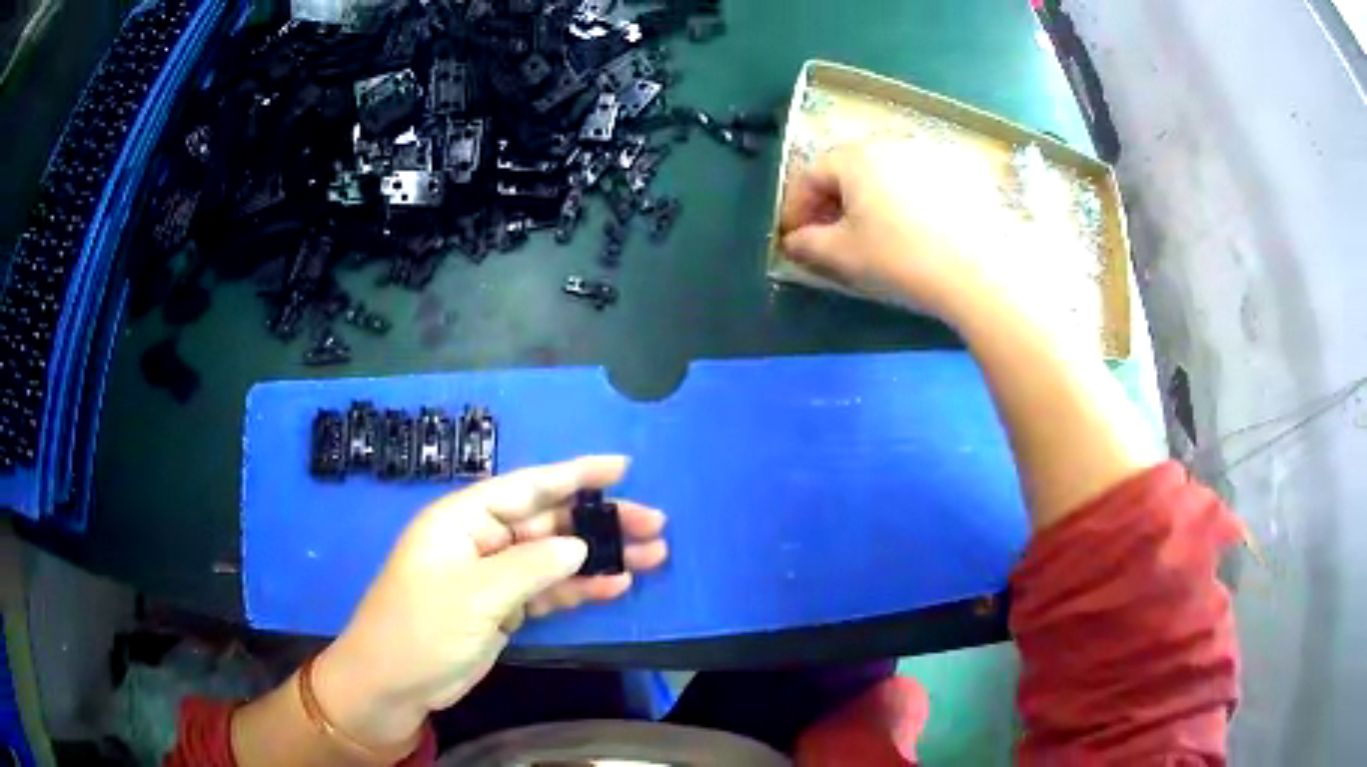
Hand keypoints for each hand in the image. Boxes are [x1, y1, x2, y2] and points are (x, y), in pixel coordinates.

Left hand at [311, 456, 666, 752]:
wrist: (394, 684)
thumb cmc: (422, 628)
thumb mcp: (475, 595)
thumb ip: (530, 566)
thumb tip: (579, 546)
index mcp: (463, 519)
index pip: (526, 487)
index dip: (575, 475)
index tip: (622, 468)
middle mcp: (481, 540)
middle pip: (549, 523)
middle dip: (600, 522)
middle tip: (654, 524)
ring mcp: (493, 576)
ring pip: (555, 558)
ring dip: (600, 558)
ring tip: (652, 556)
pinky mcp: (502, 608)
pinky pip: (548, 591)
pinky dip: (580, 589)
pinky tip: (615, 586)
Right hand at [779, 141, 1011, 324]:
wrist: (978, 270)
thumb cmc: (900, 257)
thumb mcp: (843, 254)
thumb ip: (807, 243)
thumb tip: (793, 240)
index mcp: (855, 156)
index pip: (811, 173)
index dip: (795, 205)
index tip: (792, 235)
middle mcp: (889, 142)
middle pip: (847, 167)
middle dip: (830, 200)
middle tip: (827, 233)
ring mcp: (928, 153)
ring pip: (883, 171)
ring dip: (866, 197)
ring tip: (869, 231)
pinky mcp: (958, 172)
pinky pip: (915, 179)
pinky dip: (901, 198)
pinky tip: (909, 227)